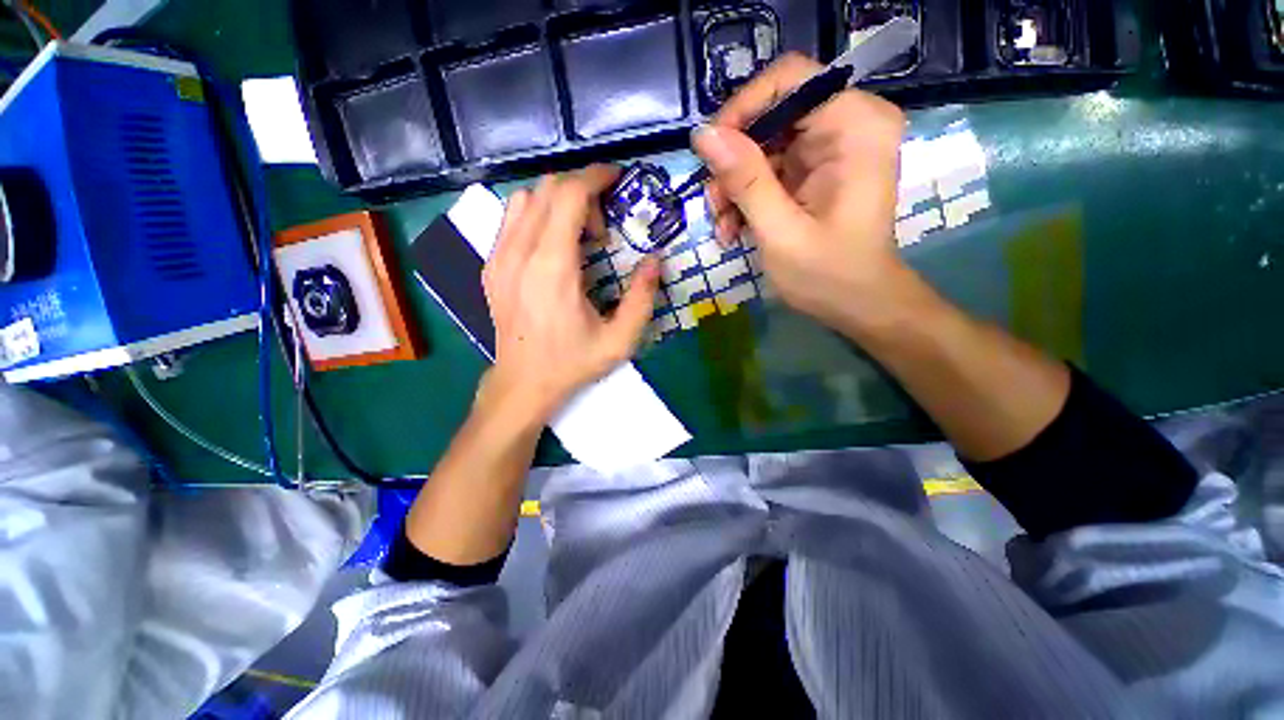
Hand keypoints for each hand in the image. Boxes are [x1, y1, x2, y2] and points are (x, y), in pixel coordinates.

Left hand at [480, 166, 660, 423]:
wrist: (523, 383)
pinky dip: (538, 215)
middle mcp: (520, 253)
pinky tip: (553, 246)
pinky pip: (511, 219)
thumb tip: (654, 261)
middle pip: (548, 188)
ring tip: (578, 236)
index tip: (617, 179)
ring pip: (526, 198)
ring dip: (558, 202)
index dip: (596, 176)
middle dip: (582, 192)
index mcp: (553, 268)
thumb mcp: (620, 340)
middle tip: (603, 228)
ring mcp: (498, 257)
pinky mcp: (490, 266)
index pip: (569, 194)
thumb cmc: (572, 362)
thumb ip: (643, 298)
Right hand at [693, 53, 912, 336]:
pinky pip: (768, 168)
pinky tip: (734, 229)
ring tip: (724, 228)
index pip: (789, 79)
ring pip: (762, 144)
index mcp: (855, 126)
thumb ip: (745, 180)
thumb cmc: (828, 275)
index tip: (712, 155)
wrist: (858, 305)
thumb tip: (703, 134)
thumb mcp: (781, 231)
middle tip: (715, 206)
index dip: (743, 109)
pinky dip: (745, 197)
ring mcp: (829, 148)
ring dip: (734, 186)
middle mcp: (846, 124)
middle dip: (733, 161)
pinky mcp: (814, 170)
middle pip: (771, 114)